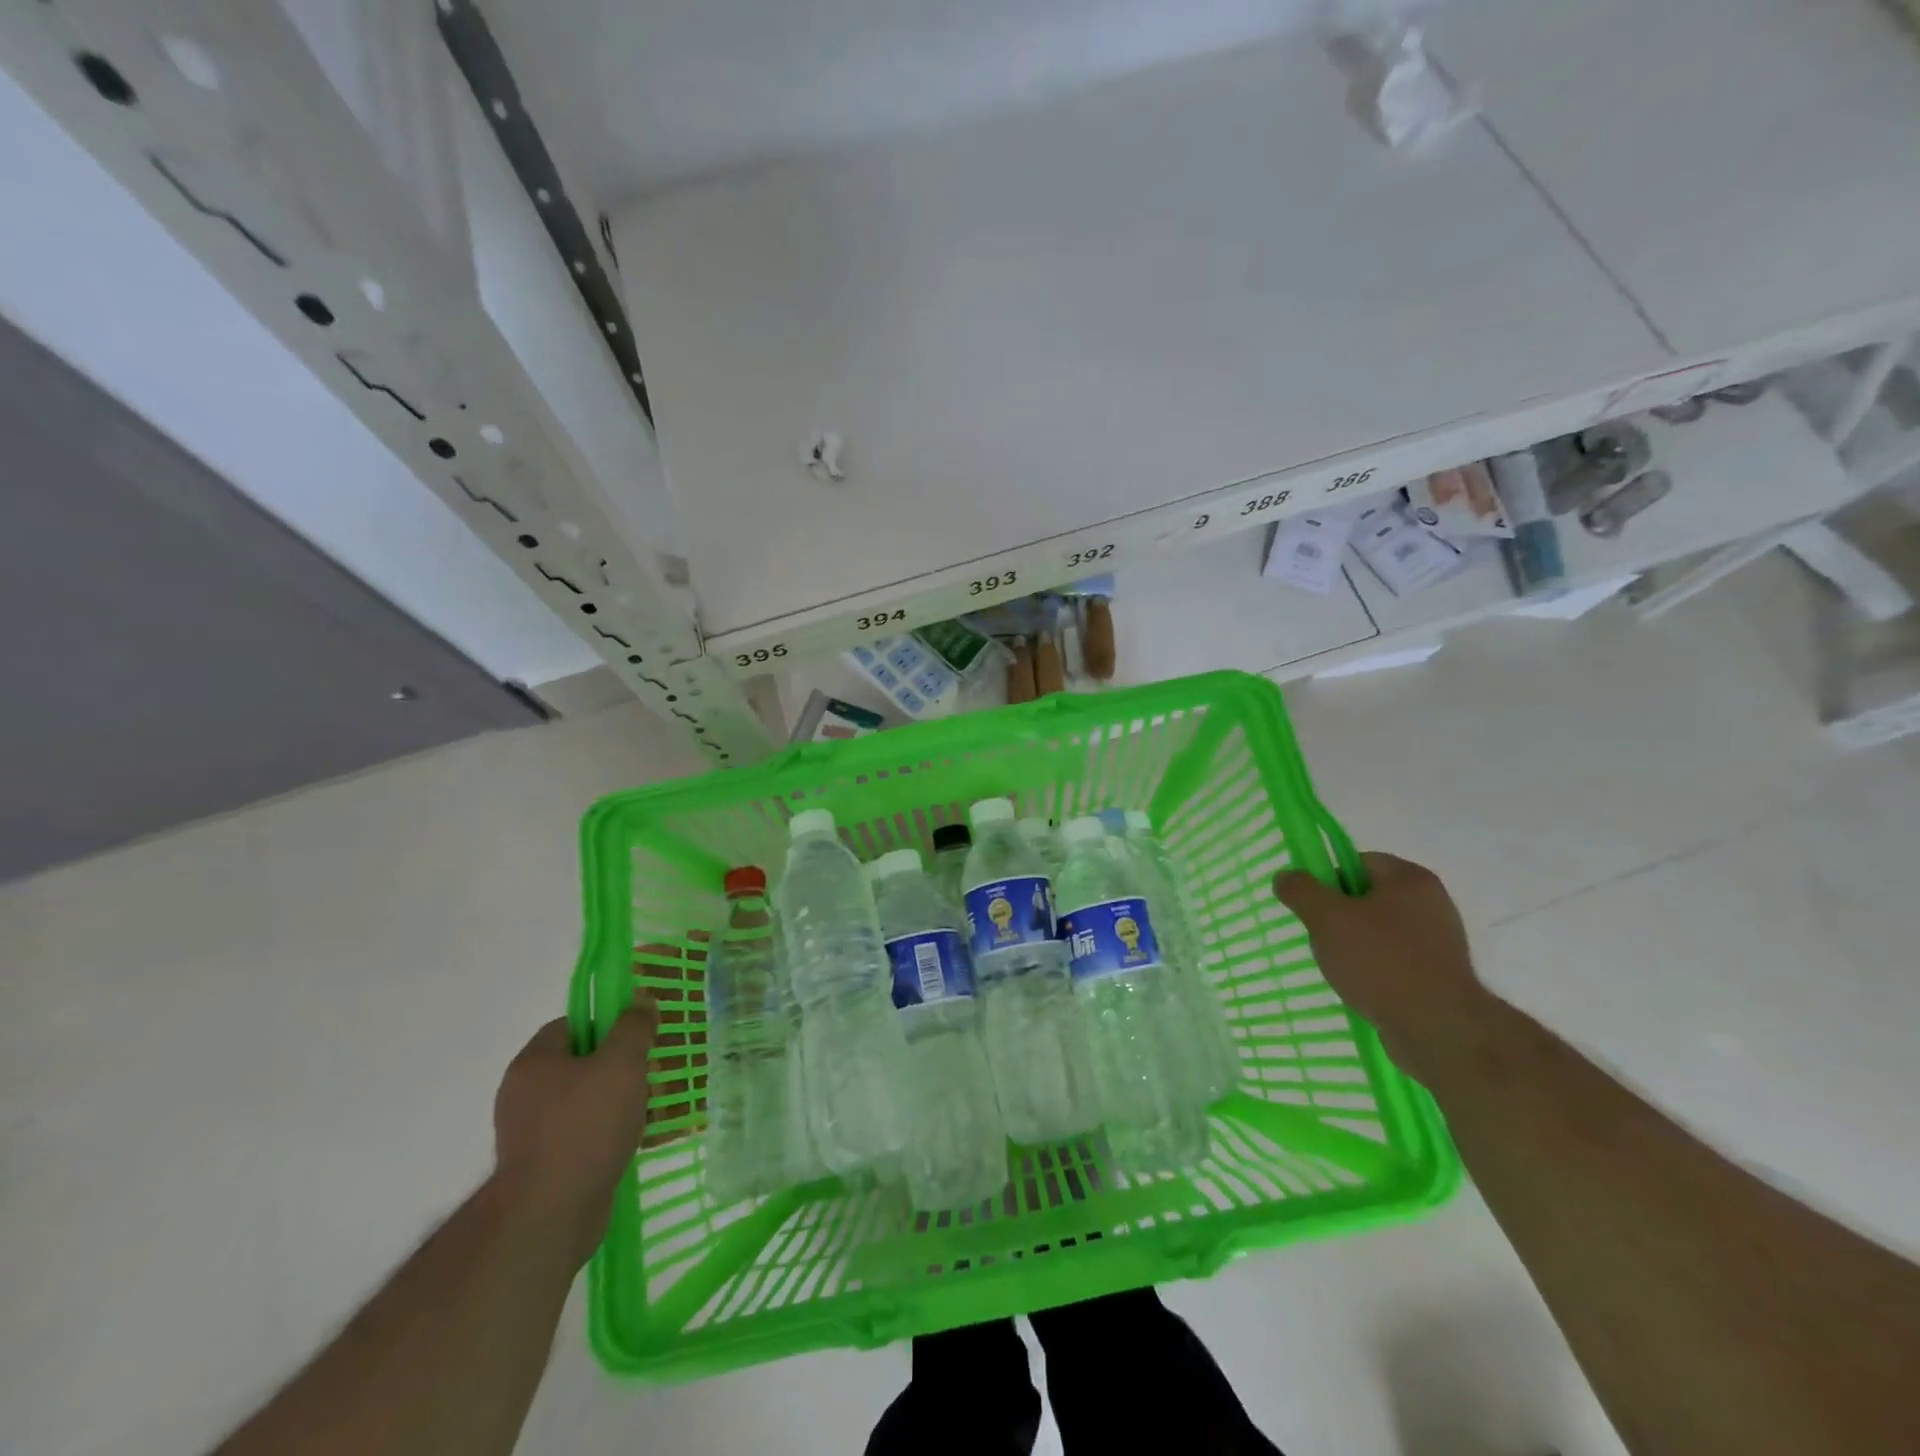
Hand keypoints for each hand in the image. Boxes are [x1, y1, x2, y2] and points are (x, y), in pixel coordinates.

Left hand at [492, 1000, 657, 1265]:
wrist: (550, 1216)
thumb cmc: (585, 1127)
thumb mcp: (621, 1064)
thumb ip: (633, 1028)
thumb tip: (641, 1001)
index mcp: (533, 1063)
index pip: (570, 1025)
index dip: (605, 1024)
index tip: (635, 1037)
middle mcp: (522, 1094)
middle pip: (576, 1063)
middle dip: (613, 1065)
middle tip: (645, 1072)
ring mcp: (528, 1134)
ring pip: (580, 1101)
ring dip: (611, 1102)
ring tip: (643, 1109)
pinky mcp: (540, 1167)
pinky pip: (577, 1134)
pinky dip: (601, 1133)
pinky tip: (626, 1141)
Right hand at [1272, 853, 1485, 1081]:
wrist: (1439, 1029)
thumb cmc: (1381, 961)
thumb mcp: (1327, 918)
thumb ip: (1301, 891)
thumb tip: (1286, 877)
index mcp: (1410, 879)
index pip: (1358, 862)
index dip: (1328, 880)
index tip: (1313, 907)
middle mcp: (1432, 903)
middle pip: (1367, 897)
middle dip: (1339, 916)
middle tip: (1321, 937)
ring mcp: (1439, 942)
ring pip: (1379, 932)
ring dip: (1354, 946)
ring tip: (1340, 968)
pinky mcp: (1440, 976)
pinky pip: (1395, 961)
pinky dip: (1375, 970)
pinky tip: (1361, 988)